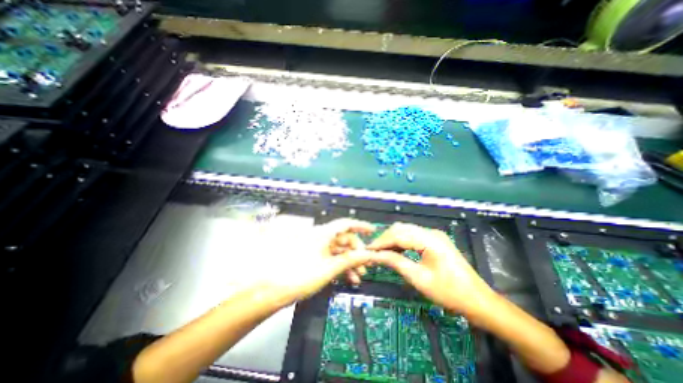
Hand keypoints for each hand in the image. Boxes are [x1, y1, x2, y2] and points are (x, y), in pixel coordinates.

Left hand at [271, 219, 376, 304]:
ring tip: (358, 277)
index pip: (345, 224)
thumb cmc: (300, 276)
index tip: (372, 230)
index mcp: (323, 234)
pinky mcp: (313, 257)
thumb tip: (368, 254)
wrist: (272, 290)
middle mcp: (320, 237)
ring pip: (338, 250)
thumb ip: (350, 260)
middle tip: (365, 265)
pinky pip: (331, 258)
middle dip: (356, 251)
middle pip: (344, 239)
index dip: (360, 225)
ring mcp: (316, 248)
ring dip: (349, 262)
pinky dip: (340, 266)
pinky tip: (347, 278)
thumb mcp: (328, 268)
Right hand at [369, 222, 496, 315]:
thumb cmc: (449, 293)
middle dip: (385, 239)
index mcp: (429, 239)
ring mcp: (434, 235)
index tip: (367, 250)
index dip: (381, 242)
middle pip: (401, 229)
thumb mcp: (419, 278)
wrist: (478, 301)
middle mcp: (431, 232)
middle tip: (373, 252)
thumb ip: (395, 263)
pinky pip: (413, 236)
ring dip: (392, 240)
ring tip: (381, 252)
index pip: (398, 235)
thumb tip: (375, 256)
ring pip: (406, 231)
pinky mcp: (435, 240)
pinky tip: (395, 251)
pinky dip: (402, 242)